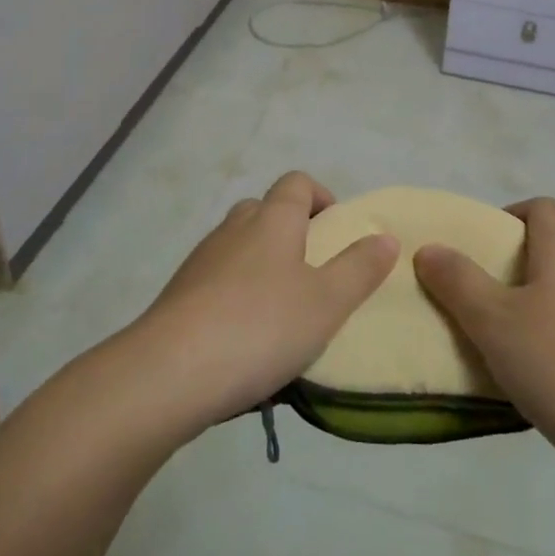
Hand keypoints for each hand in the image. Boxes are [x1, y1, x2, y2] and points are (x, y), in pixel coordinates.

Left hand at [129, 172, 398, 433]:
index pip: (296, 183)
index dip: (319, 196)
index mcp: (272, 220)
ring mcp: (201, 260)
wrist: (169, 372)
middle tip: (312, 271)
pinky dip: (235, 293)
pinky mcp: (179, 294)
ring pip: (238, 245)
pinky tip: (245, 336)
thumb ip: (359, 268)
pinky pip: (216, 279)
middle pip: (264, 210)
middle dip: (290, 229)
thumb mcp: (326, 302)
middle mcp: (234, 229)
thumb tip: (385, 237)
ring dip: (261, 263)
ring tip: (282, 310)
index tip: (337, 228)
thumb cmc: (260, 327)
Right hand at [413, 197, 554, 500]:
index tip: (478, 247)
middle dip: (514, 270)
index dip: (508, 216)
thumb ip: (458, 282)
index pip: (541, 208)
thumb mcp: (494, 322)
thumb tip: (429, 247)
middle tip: (477, 299)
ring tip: (502, 345)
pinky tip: (541, 383)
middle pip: (554, 253)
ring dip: (537, 312)